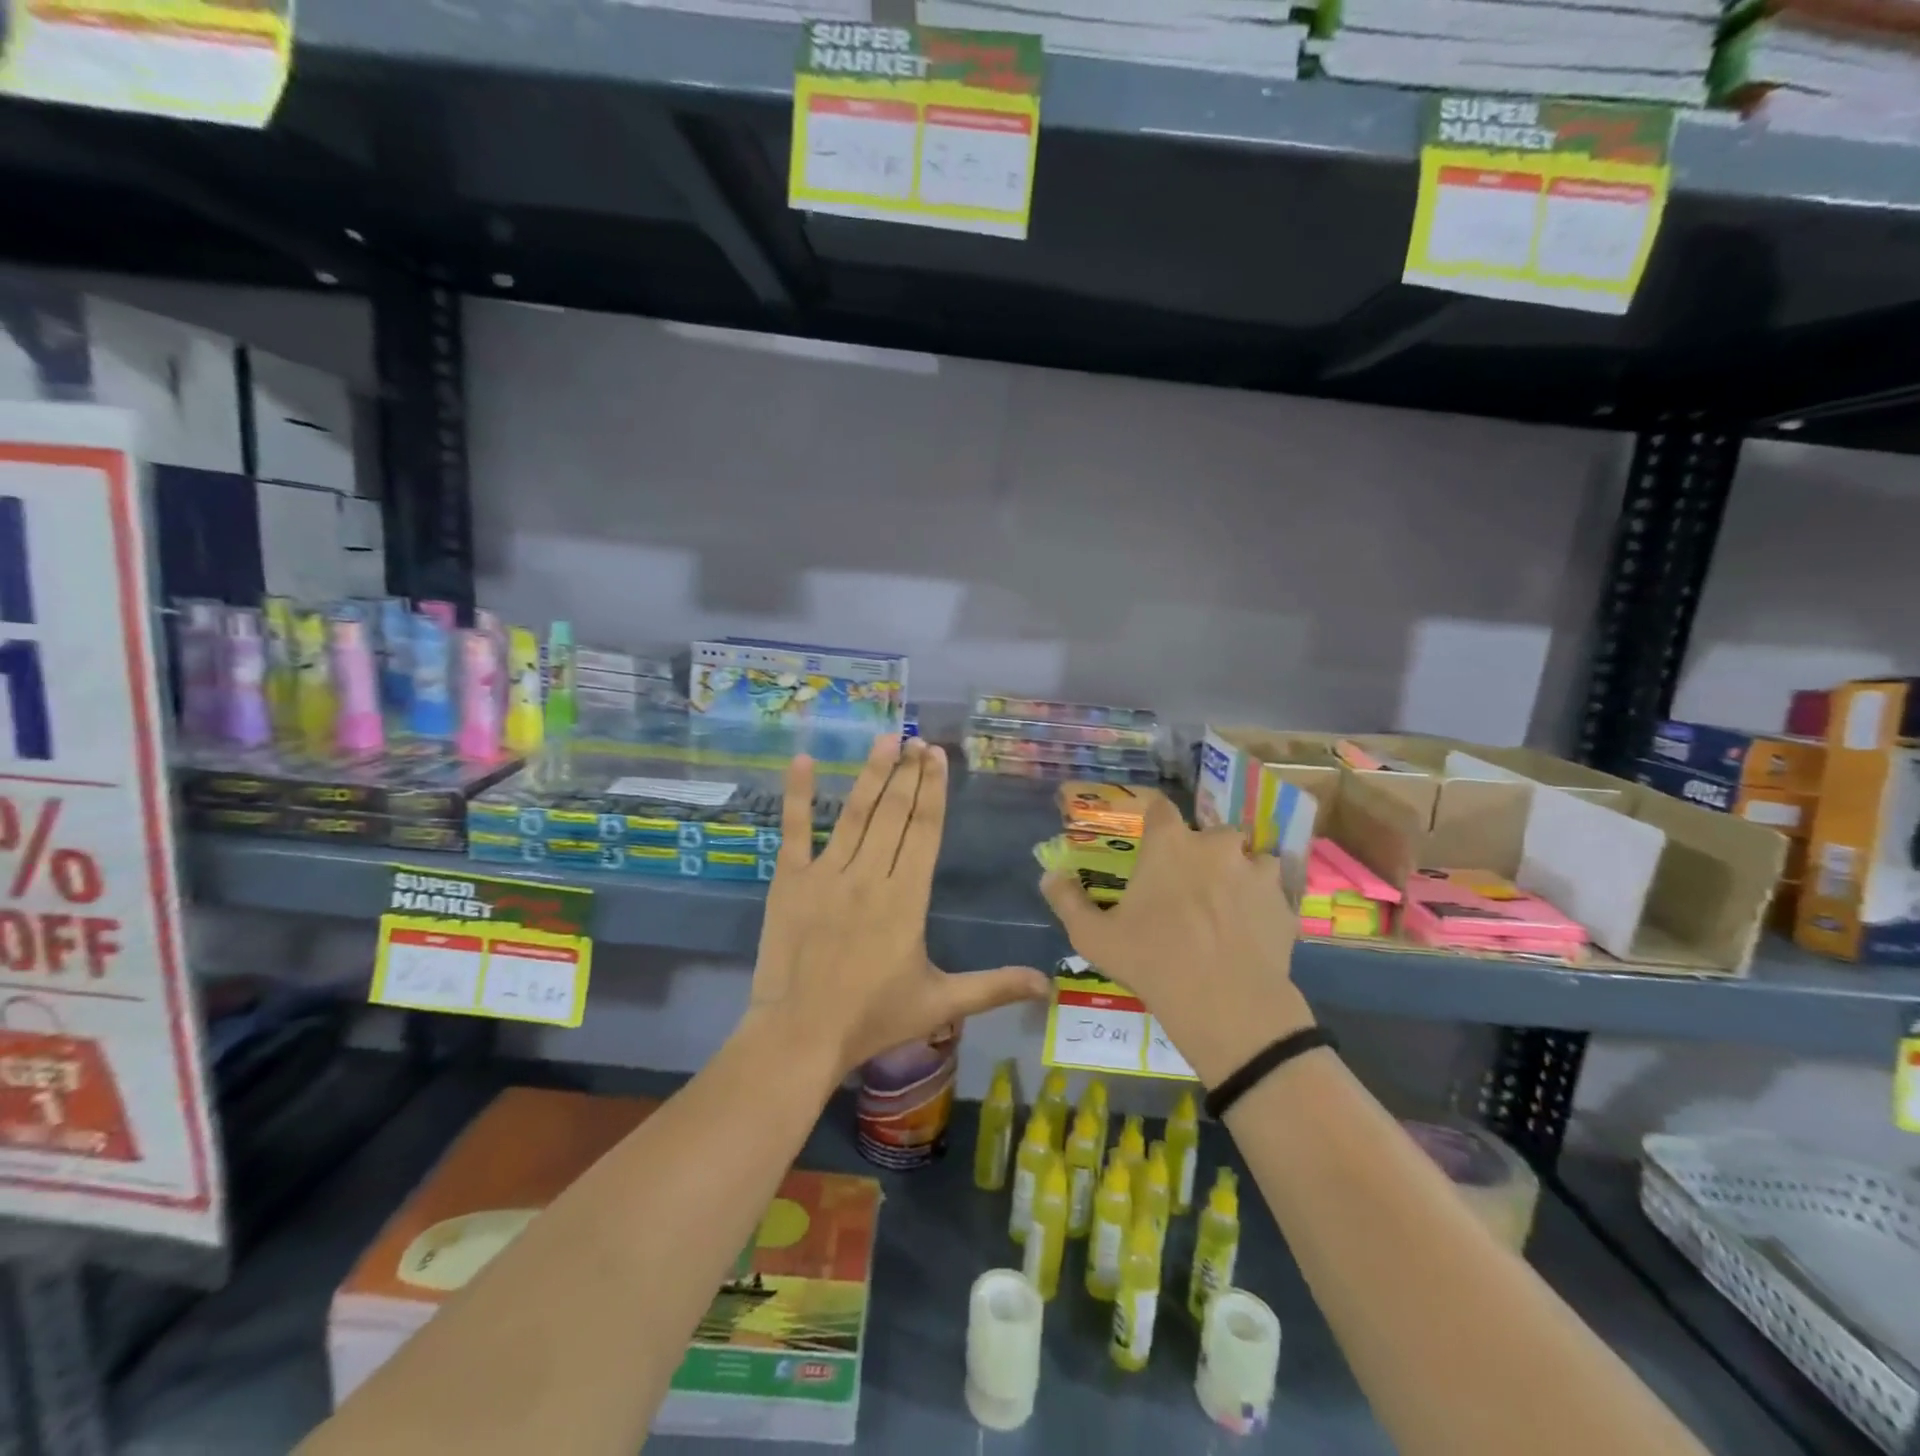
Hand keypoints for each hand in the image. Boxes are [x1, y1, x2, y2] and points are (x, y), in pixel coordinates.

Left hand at [744, 736, 1050, 1079]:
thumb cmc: (873, 1018)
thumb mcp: (941, 1003)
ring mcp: (827, 874)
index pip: (925, 830)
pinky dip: (798, 795)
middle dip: (908, 773)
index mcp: (907, 897)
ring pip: (855, 813)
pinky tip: (801, 760)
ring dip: (872, 774)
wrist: (800, 1036)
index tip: (937, 757)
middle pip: (895, 813)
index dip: (933, 790)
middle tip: (918, 739)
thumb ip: (994, 988)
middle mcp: (870, 875)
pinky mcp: (789, 881)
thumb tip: (1049, 984)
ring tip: (886, 740)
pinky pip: (796, 831)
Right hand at [1040, 794, 1314, 1085]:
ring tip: (1222, 908)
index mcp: (1170, 843)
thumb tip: (1049, 875)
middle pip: (1206, 834)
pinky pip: (1270, 890)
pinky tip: (1247, 930)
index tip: (1149, 838)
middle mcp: (1216, 843)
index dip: (1154, 819)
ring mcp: (1256, 870)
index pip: (1160, 807)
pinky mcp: (1283, 901)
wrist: (1227, 1004)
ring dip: (1233, 874)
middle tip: (1184, 888)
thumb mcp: (1094, 937)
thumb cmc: (1152, 961)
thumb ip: (1067, 900)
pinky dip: (1259, 902)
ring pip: (1245, 859)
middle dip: (1197, 854)